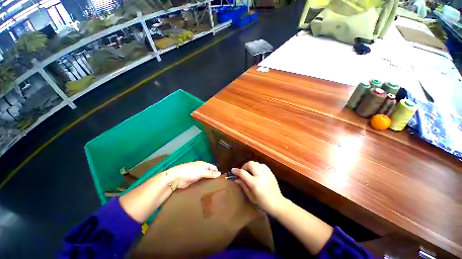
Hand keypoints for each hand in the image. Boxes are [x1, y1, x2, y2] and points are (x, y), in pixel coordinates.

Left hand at [166, 161, 220, 189]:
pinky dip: (204, 184)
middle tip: (219, 184)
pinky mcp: (194, 181)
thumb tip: (220, 173)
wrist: (176, 178)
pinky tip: (208, 189)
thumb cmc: (190, 172)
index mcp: (203, 164)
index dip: (217, 171)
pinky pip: (201, 182)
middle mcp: (201, 169)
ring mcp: (197, 175)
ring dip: (209, 181)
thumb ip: (210, 173)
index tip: (222, 178)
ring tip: (215, 187)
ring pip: (205, 178)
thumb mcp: (202, 171)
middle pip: (209, 172)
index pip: (213, 167)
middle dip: (214, 177)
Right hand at [232, 161, 285, 214]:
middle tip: (243, 172)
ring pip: (256, 163)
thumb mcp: (251, 196)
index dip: (236, 171)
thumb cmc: (263, 203)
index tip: (233, 170)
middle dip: (244, 166)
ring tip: (250, 172)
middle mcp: (261, 175)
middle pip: (250, 164)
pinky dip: (257, 166)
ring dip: (250, 166)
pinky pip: (261, 165)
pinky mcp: (270, 172)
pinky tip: (256, 172)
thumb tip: (236, 179)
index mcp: (255, 183)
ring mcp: (266, 172)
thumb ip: (243, 185)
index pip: (243, 173)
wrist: (278, 203)